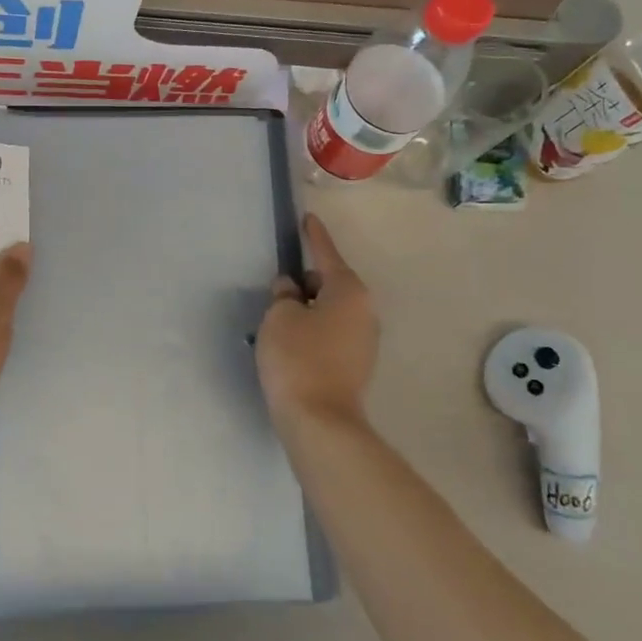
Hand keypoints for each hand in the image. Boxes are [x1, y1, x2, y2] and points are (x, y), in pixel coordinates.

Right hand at [255, 214, 379, 430]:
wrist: (320, 421)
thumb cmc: (298, 358)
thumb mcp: (279, 317)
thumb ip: (283, 295)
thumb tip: (291, 290)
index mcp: (349, 291)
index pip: (326, 254)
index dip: (314, 236)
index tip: (307, 219)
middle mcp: (365, 311)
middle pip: (329, 283)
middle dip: (304, 283)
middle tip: (276, 294)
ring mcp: (364, 340)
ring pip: (329, 310)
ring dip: (307, 310)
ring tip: (278, 324)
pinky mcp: (356, 364)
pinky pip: (331, 333)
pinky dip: (313, 332)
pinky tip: (291, 347)